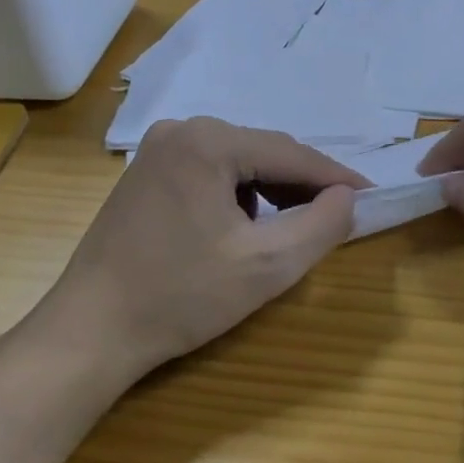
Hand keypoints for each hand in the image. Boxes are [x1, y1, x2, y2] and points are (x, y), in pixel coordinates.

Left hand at [33, 119, 368, 388]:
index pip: (291, 154)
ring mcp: (157, 151)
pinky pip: (211, 173)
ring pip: (239, 163)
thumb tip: (348, 197)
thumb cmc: (180, 296)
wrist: (90, 331)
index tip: (372, 195)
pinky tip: (246, 228)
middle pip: (264, 152)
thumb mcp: (267, 266)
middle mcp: (181, 131)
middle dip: (304, 184)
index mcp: (208, 141)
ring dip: (273, 190)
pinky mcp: (146, 174)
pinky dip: (240, 195)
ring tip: (296, 225)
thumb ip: (321, 225)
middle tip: (339, 214)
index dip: (337, 177)